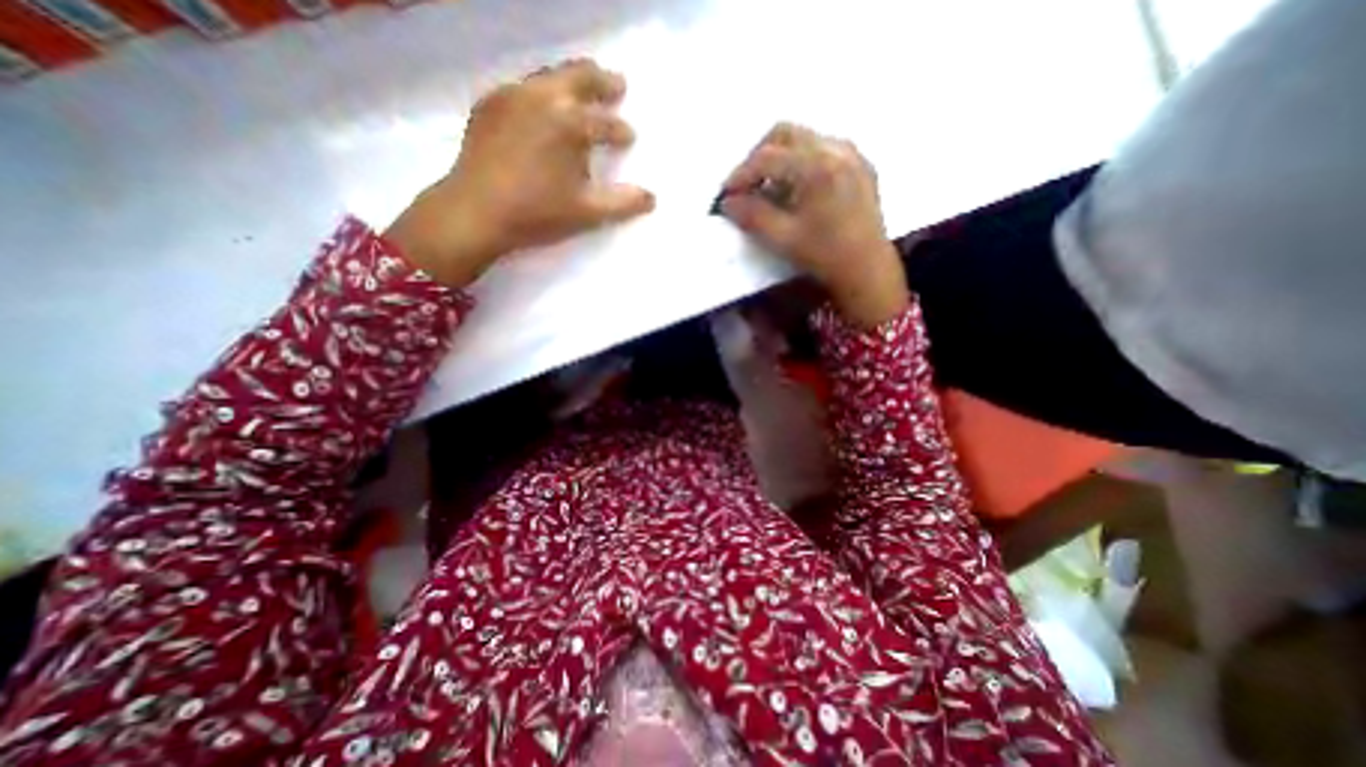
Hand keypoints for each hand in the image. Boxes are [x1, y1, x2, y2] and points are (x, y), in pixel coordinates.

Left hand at [386, 60, 657, 287]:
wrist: (476, 212)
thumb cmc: (538, 213)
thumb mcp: (588, 212)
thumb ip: (623, 202)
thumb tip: (652, 198)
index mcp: (570, 123)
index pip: (605, 123)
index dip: (621, 131)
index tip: (628, 137)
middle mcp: (542, 97)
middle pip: (579, 78)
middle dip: (602, 82)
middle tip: (617, 84)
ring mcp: (512, 96)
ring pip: (549, 76)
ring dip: (572, 81)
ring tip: (584, 91)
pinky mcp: (489, 104)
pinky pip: (523, 87)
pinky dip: (542, 92)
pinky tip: (543, 107)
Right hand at [716, 122, 905, 326]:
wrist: (867, 269)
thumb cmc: (825, 256)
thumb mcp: (783, 238)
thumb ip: (752, 216)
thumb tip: (727, 202)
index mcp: (817, 166)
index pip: (767, 157)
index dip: (740, 174)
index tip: (725, 195)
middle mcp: (836, 149)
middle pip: (785, 134)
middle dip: (758, 157)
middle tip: (746, 187)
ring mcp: (851, 154)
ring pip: (804, 139)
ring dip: (780, 158)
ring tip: (769, 190)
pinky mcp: (860, 164)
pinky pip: (823, 149)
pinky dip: (801, 162)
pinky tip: (797, 190)